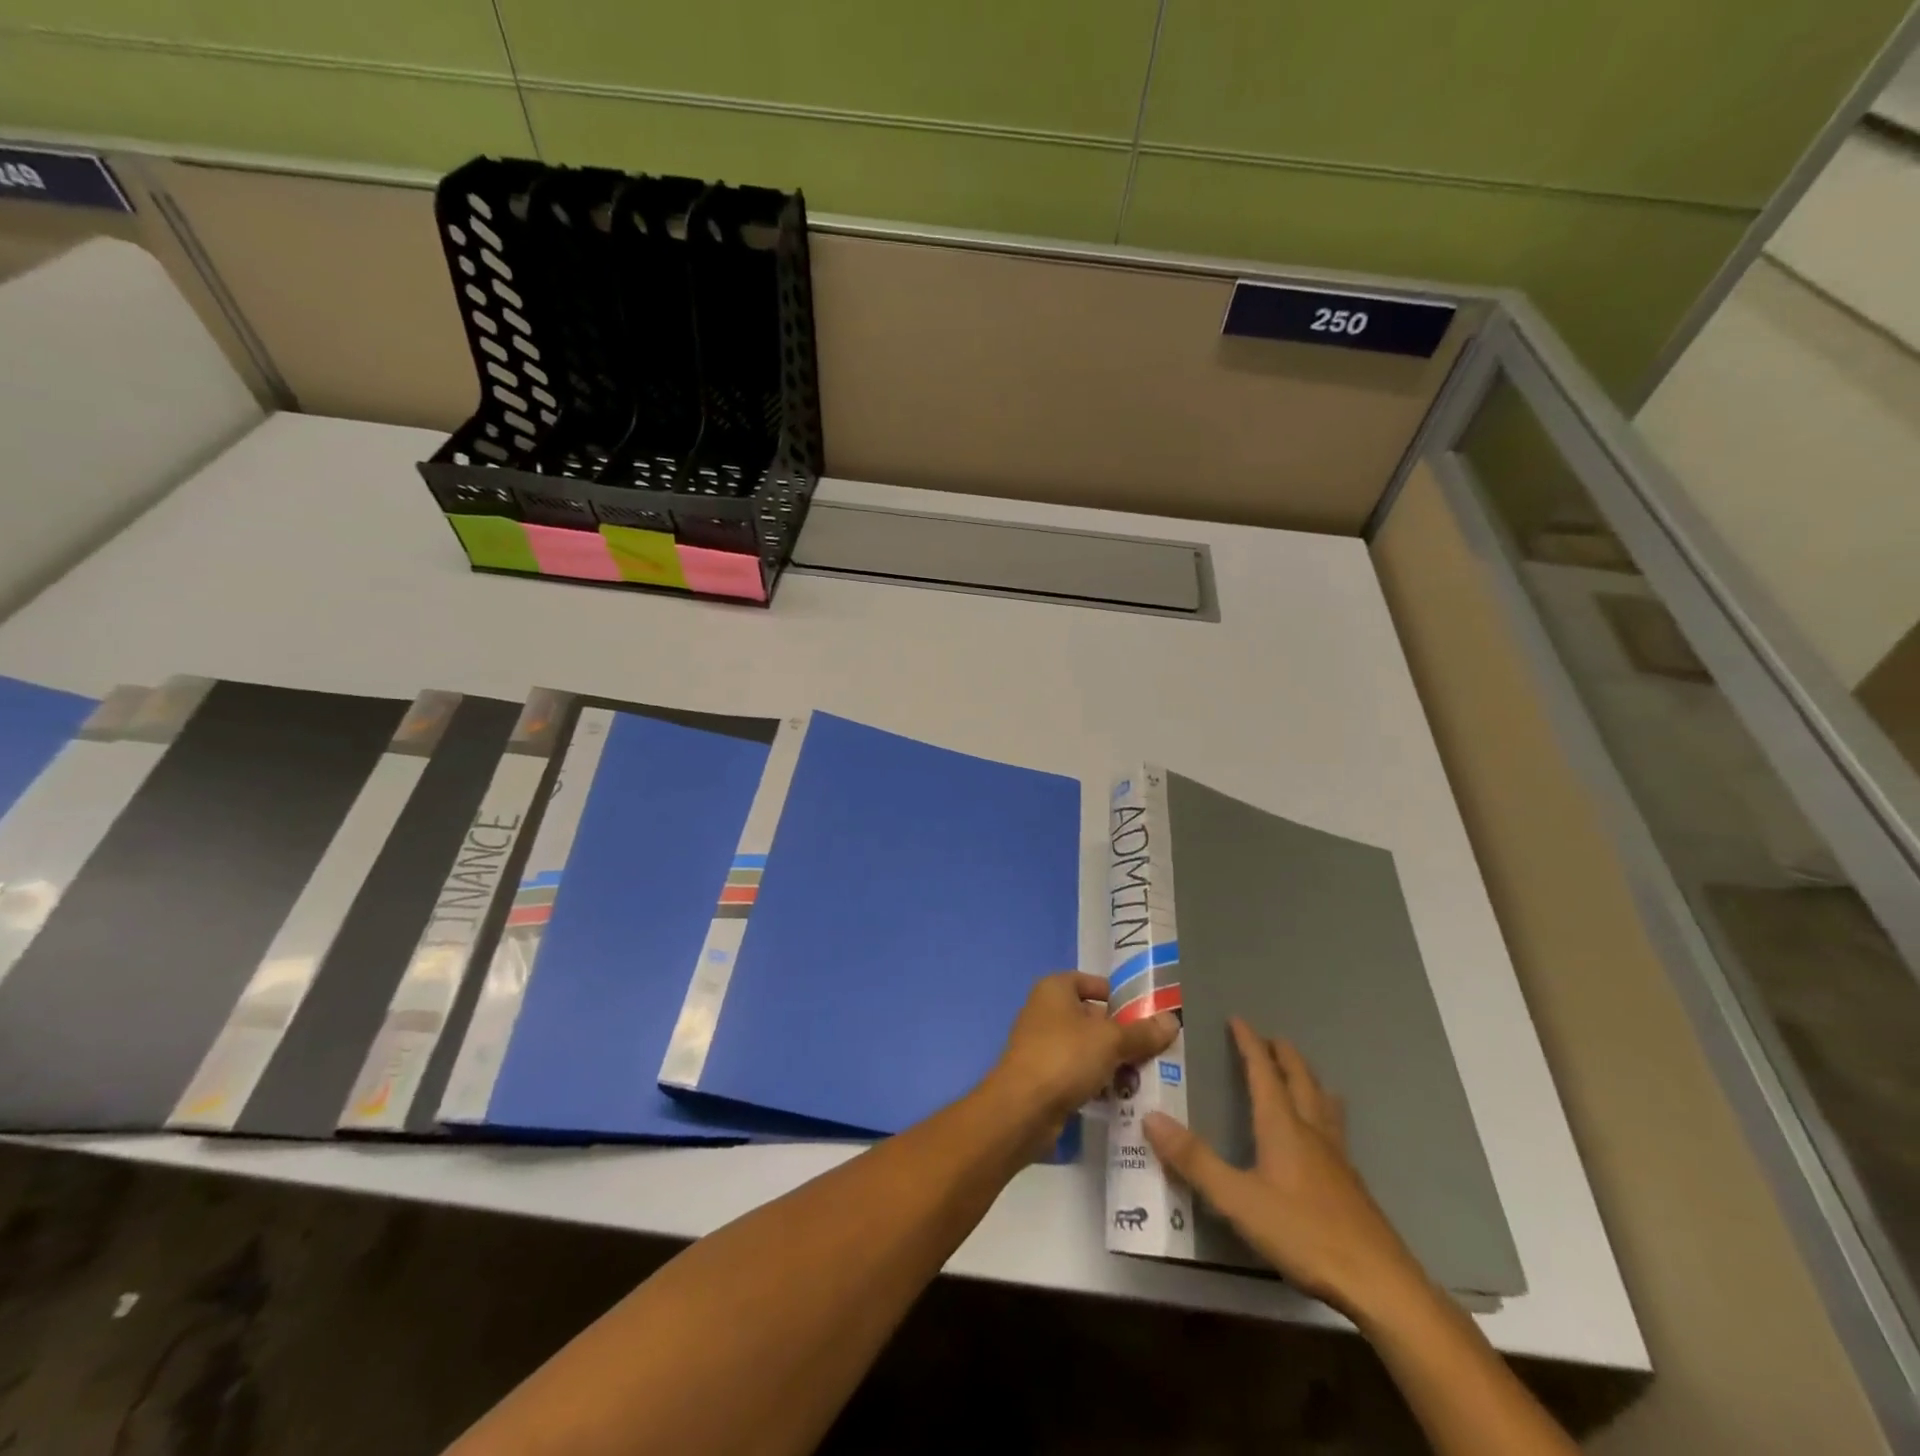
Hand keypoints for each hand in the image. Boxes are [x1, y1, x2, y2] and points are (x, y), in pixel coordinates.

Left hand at [987, 972, 1177, 1136]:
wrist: (1022, 1109)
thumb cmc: (1065, 1057)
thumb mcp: (1111, 1041)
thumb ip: (1142, 1032)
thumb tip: (1172, 1021)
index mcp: (1054, 989)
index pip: (1091, 982)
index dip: (1118, 996)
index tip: (1146, 1014)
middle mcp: (1044, 1011)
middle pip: (1092, 1017)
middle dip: (1121, 1035)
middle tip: (1153, 1051)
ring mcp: (1041, 1045)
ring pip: (1086, 1048)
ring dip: (1112, 1061)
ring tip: (1143, 1077)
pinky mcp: (1043, 1077)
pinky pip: (1077, 1072)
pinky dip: (1097, 1081)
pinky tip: (1121, 1097)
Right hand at [1143, 1018, 1428, 1323]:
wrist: (1379, 1284)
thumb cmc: (1304, 1234)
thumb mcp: (1237, 1200)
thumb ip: (1194, 1160)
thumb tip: (1150, 1117)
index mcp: (1282, 1126)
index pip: (1263, 1072)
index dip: (1249, 1044)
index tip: (1237, 1019)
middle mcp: (1311, 1131)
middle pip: (1299, 1079)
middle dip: (1283, 1055)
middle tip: (1269, 1039)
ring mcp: (1337, 1157)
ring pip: (1323, 1102)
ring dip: (1308, 1079)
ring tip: (1301, 1074)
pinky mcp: (1351, 1184)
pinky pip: (1334, 1128)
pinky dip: (1323, 1111)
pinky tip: (1322, 1134)